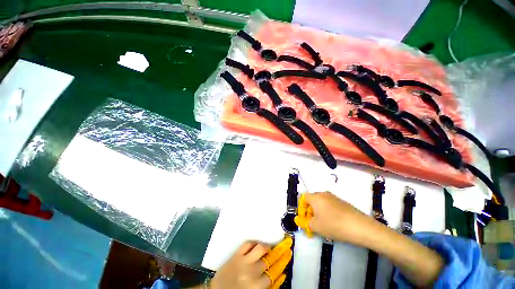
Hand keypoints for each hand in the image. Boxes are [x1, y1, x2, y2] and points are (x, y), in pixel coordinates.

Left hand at [210, 237, 291, 288]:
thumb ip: (268, 286)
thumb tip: (281, 274)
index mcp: (256, 286)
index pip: (273, 274)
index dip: (281, 264)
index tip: (287, 255)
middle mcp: (252, 272)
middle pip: (268, 261)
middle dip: (275, 255)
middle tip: (281, 248)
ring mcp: (243, 261)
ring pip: (260, 248)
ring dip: (266, 247)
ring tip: (268, 247)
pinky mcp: (236, 254)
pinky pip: (247, 243)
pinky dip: (253, 242)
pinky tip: (255, 244)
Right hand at [294, 192, 374, 244]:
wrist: (360, 227)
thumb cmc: (333, 225)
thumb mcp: (316, 226)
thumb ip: (306, 222)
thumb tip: (302, 220)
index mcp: (315, 197)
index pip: (303, 198)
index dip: (301, 208)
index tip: (304, 218)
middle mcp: (324, 194)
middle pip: (312, 199)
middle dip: (310, 210)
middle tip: (312, 222)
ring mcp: (334, 197)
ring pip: (321, 202)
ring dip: (318, 211)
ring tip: (323, 224)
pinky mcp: (343, 202)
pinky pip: (330, 205)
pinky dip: (327, 212)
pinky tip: (333, 222)